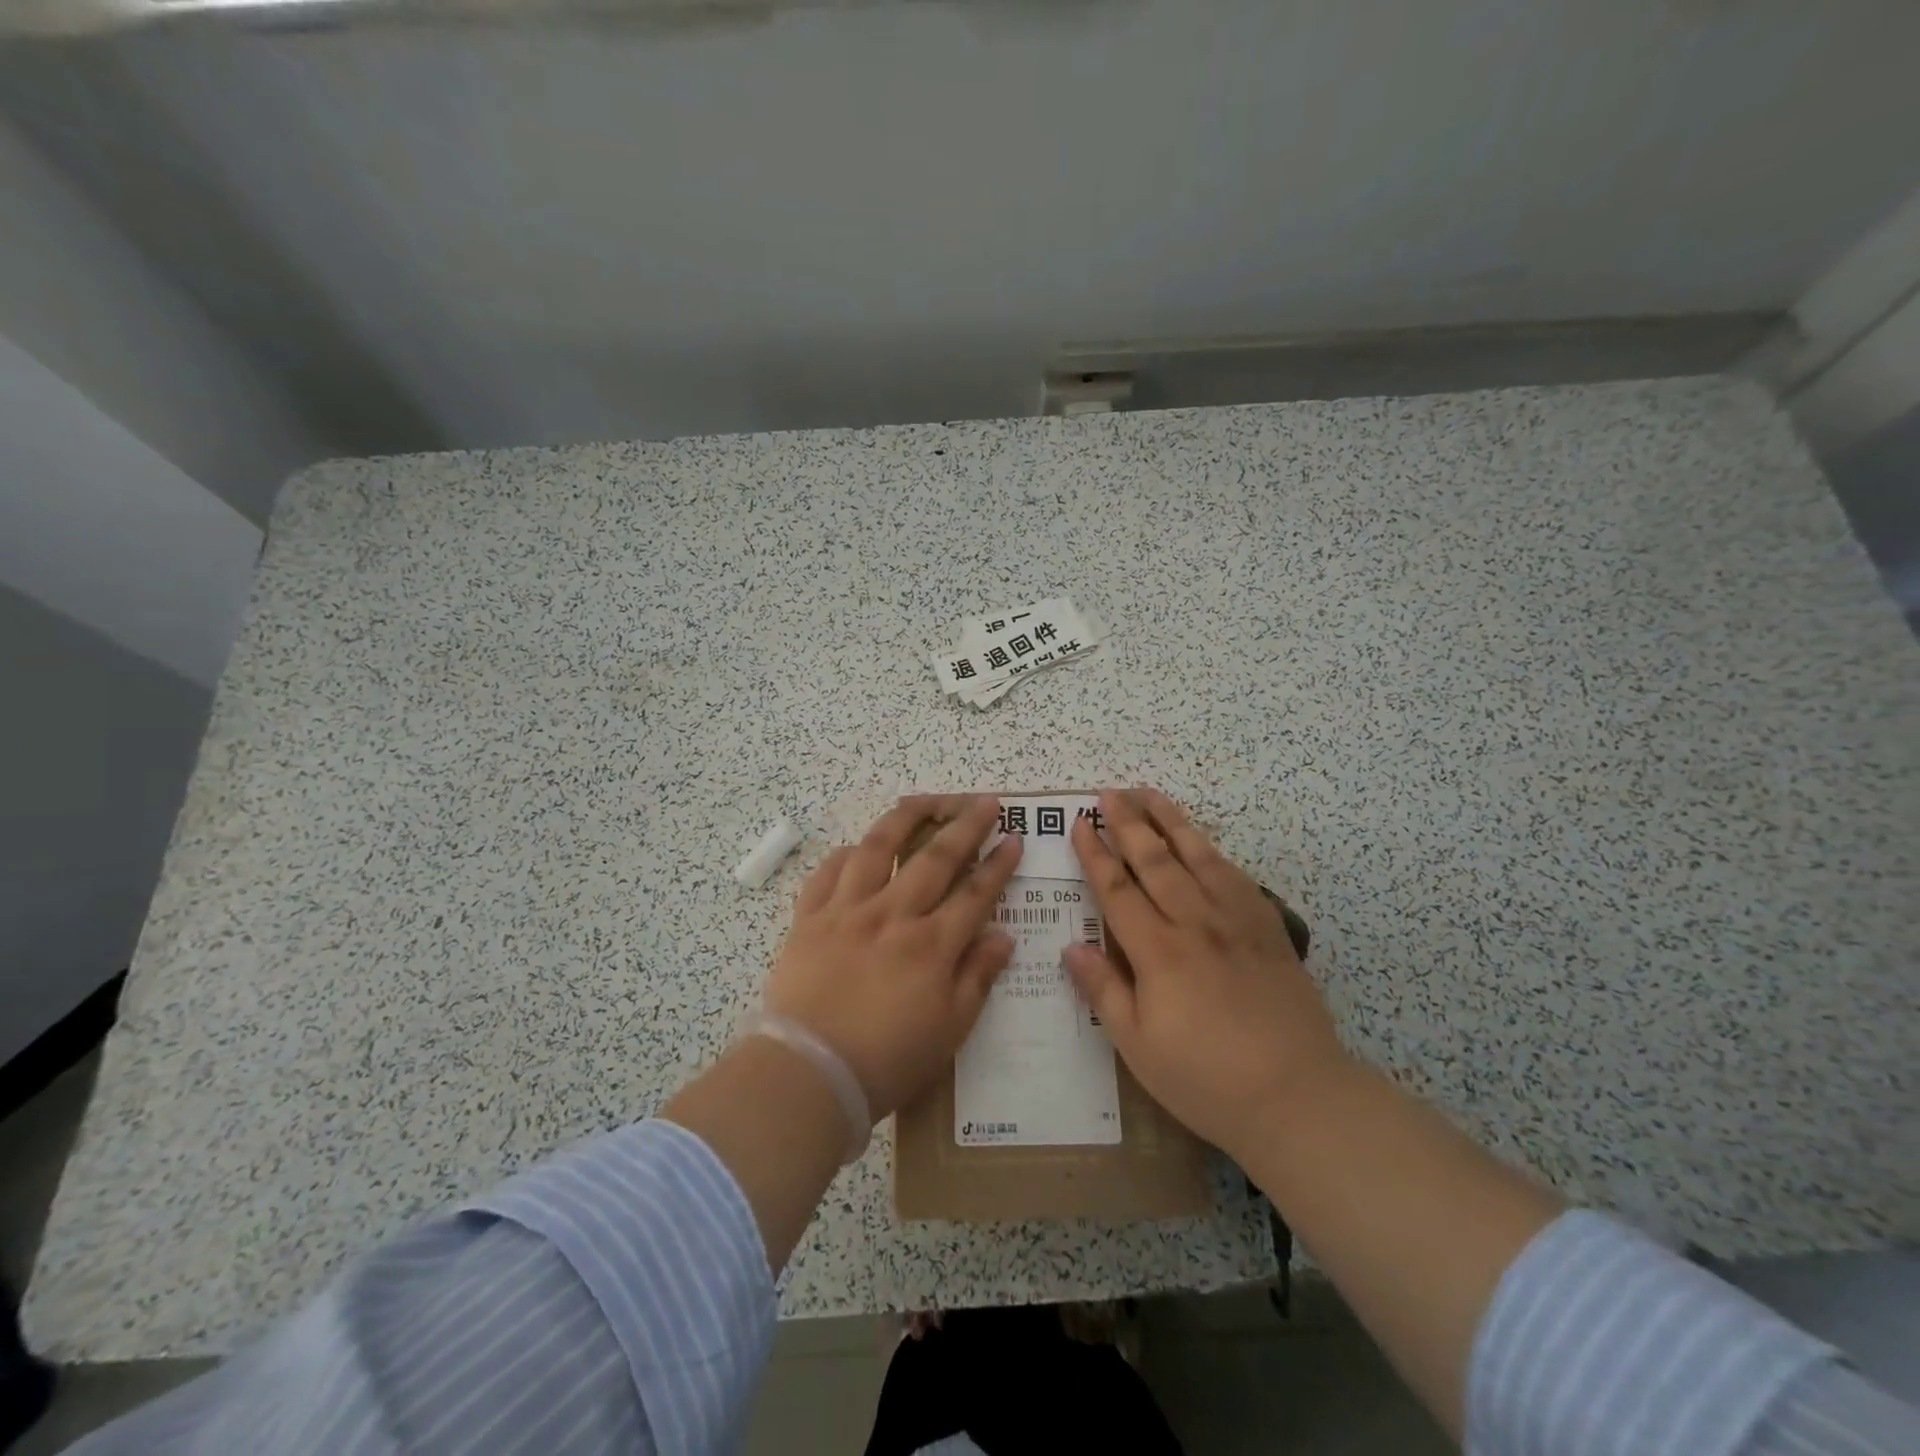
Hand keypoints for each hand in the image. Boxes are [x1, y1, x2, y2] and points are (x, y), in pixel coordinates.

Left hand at [765, 795, 1022, 1119]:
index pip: (975, 893)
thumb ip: (977, 977)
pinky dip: (846, 854)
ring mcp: (847, 911)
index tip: (1014, 838)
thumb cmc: (887, 1061)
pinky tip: (858, 847)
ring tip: (925, 800)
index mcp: (931, 945)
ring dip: (906, 818)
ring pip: (879, 848)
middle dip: (965, 825)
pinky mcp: (810, 918)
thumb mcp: (950, 1030)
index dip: (998, 864)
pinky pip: (828, 872)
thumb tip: (1003, 935)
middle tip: (984, 801)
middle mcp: (892, 915)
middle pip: (935, 857)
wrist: (808, 1073)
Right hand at [1064, 788, 1349, 1157]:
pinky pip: (1235, 876)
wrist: (1297, 1096)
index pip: (1117, 890)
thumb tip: (1071, 947)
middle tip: (1109, 792)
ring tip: (1149, 793)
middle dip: (1128, 823)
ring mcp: (1236, 921)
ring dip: (1169, 821)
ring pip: (1197, 856)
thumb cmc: (1206, 1078)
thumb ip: (1103, 991)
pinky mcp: (1267, 928)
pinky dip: (1212, 851)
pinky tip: (1202, 841)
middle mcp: (1195, 923)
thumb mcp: (1138, 1047)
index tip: (1079, 823)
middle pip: (1155, 861)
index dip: (1095, 854)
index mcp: (1158, 952)